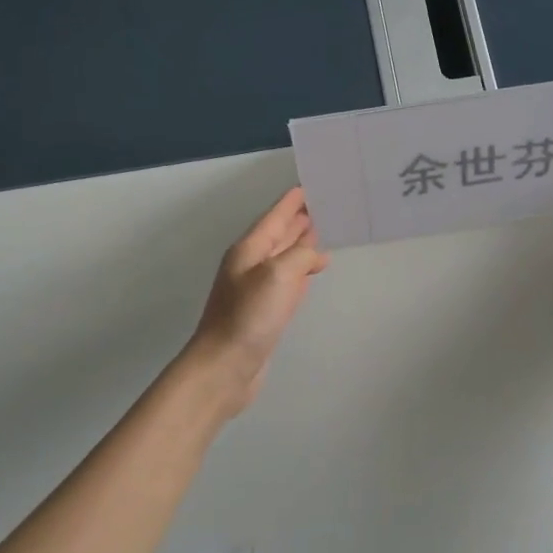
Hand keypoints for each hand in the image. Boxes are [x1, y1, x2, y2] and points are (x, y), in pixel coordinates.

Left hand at [182, 187, 330, 414]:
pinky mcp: (266, 311)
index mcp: (249, 250)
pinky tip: (314, 268)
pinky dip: (303, 269)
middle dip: (301, 219)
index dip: (292, 201)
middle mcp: (252, 264)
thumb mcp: (278, 275)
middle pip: (280, 233)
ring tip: (326, 231)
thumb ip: (300, 255)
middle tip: (328, 204)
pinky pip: (289, 280)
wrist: (225, 367)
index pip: (275, 216)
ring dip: (303, 243)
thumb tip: (316, 253)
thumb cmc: (249, 317)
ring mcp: (258, 288)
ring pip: (285, 256)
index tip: (311, 185)